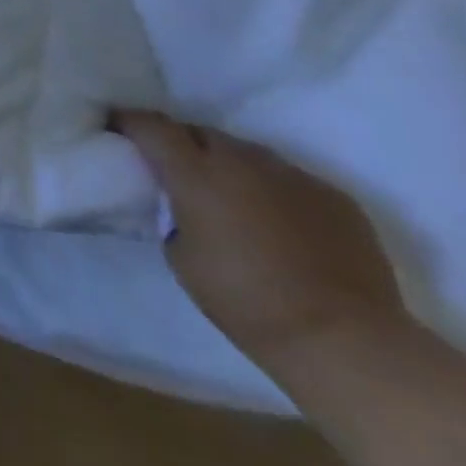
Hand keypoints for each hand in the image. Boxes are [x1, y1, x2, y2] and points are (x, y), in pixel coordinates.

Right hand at [113, 110, 405, 369]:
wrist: (347, 343)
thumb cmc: (247, 302)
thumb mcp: (183, 258)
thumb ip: (175, 215)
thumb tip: (182, 205)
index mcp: (195, 172)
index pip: (150, 125)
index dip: (129, 122)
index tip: (117, 127)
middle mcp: (241, 160)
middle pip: (200, 133)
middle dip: (184, 146)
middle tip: (179, 173)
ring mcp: (292, 175)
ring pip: (248, 154)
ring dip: (232, 168)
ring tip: (235, 201)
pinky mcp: (335, 197)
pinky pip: (291, 181)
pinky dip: (276, 193)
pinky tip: (283, 226)